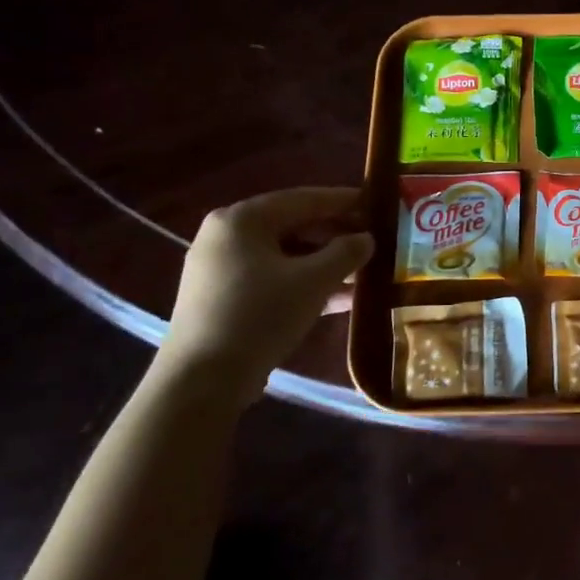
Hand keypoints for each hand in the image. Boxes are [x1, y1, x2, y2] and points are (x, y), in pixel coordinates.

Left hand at [160, 187, 374, 390]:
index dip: (343, 200)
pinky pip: (273, 278)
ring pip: (285, 255)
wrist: (202, 380)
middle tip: (373, 241)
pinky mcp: (224, 298)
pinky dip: (305, 284)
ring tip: (363, 273)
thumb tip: (367, 239)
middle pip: (293, 226)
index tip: (376, 202)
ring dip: (324, 264)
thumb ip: (346, 253)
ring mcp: (221, 269)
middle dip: (336, 236)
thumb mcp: (313, 281)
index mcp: (242, 219)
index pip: (303, 199)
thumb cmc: (260, 315)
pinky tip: (341, 299)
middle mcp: (226, 236)